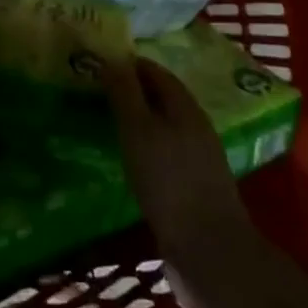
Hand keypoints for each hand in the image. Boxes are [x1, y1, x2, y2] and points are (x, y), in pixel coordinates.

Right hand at [101, 55, 252, 280]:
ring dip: (139, 118)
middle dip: (133, 90)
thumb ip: (125, 93)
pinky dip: (146, 144)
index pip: (155, 71)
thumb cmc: (168, 180)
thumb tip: (112, 59)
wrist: (208, 248)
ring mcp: (199, 156)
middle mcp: (195, 125)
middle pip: (162, 96)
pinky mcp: (195, 183)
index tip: (100, 65)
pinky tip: (131, 157)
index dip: (128, 65)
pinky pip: (167, 150)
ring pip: (165, 124)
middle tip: (98, 92)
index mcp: (184, 106)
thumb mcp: (138, 130)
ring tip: (110, 123)